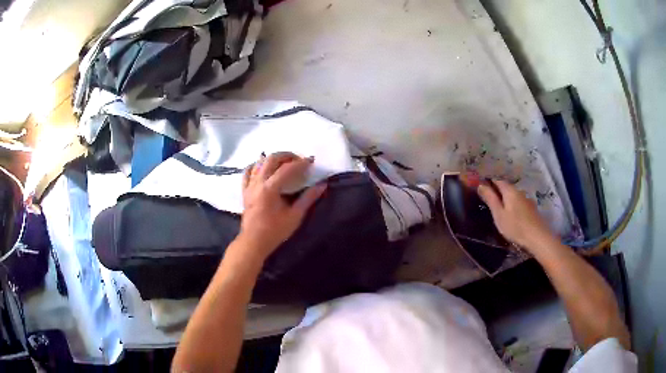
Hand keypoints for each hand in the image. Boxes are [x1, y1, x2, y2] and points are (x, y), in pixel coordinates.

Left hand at [238, 152, 326, 259]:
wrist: (254, 242)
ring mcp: (249, 186)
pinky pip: (247, 172)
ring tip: (284, 163)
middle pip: (271, 159)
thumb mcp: (295, 216)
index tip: (311, 161)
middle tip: (298, 159)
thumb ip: (308, 198)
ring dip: (273, 159)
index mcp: (270, 189)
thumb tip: (322, 185)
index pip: (287, 169)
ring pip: (259, 163)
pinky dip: (256, 166)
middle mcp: (258, 183)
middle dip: (286, 156)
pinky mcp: (244, 191)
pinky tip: (263, 167)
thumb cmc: (275, 231)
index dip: (300, 163)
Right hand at [477, 179, 555, 252]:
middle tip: (489, 201)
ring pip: (514, 196)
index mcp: (510, 191)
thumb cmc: (515, 226)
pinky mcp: (532, 209)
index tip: (482, 189)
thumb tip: (480, 185)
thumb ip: (490, 199)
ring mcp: (527, 200)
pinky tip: (513, 216)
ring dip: (507, 200)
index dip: (489, 183)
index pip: (497, 180)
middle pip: (507, 188)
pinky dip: (514, 206)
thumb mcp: (499, 214)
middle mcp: (519, 192)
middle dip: (498, 192)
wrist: (537, 237)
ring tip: (501, 210)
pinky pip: (520, 203)